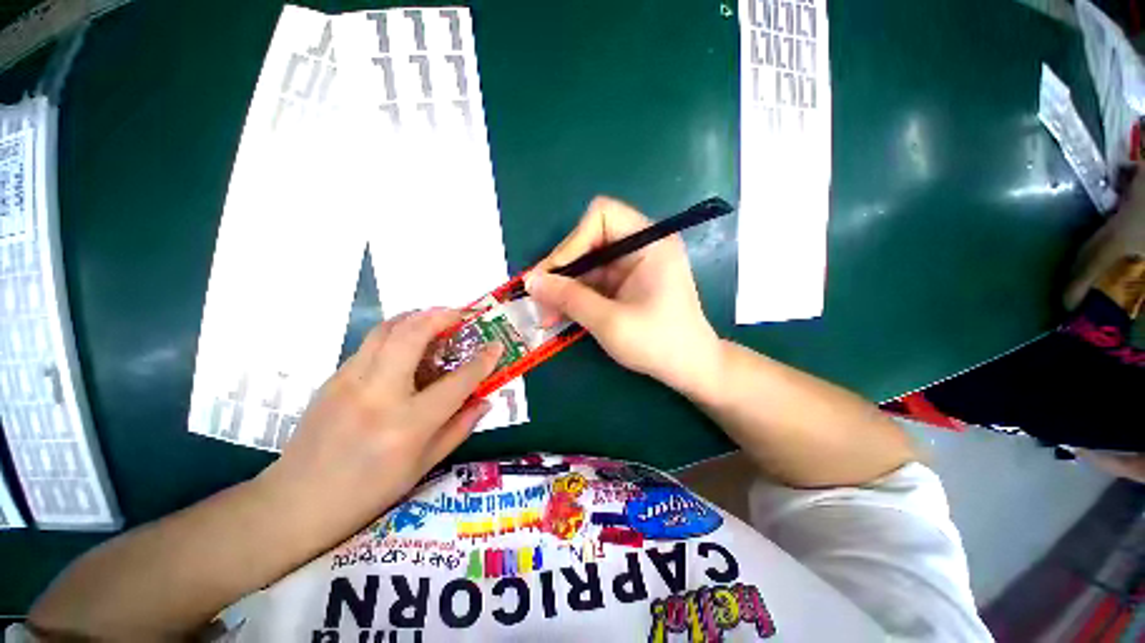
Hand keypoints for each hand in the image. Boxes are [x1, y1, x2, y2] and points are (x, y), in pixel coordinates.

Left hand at [254, 309, 501, 547]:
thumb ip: (460, 427)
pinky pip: (371, 344)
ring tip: (436, 319)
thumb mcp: (423, 465)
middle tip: (461, 314)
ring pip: (387, 329)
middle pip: (413, 335)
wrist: (295, 503)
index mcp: (408, 425)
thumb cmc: (368, 492)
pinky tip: (407, 345)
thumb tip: (485, 400)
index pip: (457, 382)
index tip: (496, 345)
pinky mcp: (333, 378)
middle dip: (442, 316)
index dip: (482, 361)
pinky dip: (396, 333)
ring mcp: (350, 381)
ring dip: (417, 317)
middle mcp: (379, 395)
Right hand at [526, 196, 721, 395]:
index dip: (573, 242)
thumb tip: (530, 281)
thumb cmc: (658, 343)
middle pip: (589, 240)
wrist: (690, 368)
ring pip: (587, 264)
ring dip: (565, 287)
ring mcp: (634, 265)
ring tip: (545, 314)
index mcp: (649, 242)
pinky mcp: (628, 282)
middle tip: (539, 298)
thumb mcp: (609, 321)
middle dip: (563, 270)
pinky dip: (577, 296)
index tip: (553, 275)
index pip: (602, 216)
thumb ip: (568, 298)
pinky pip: (594, 281)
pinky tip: (561, 315)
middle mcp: (641, 245)